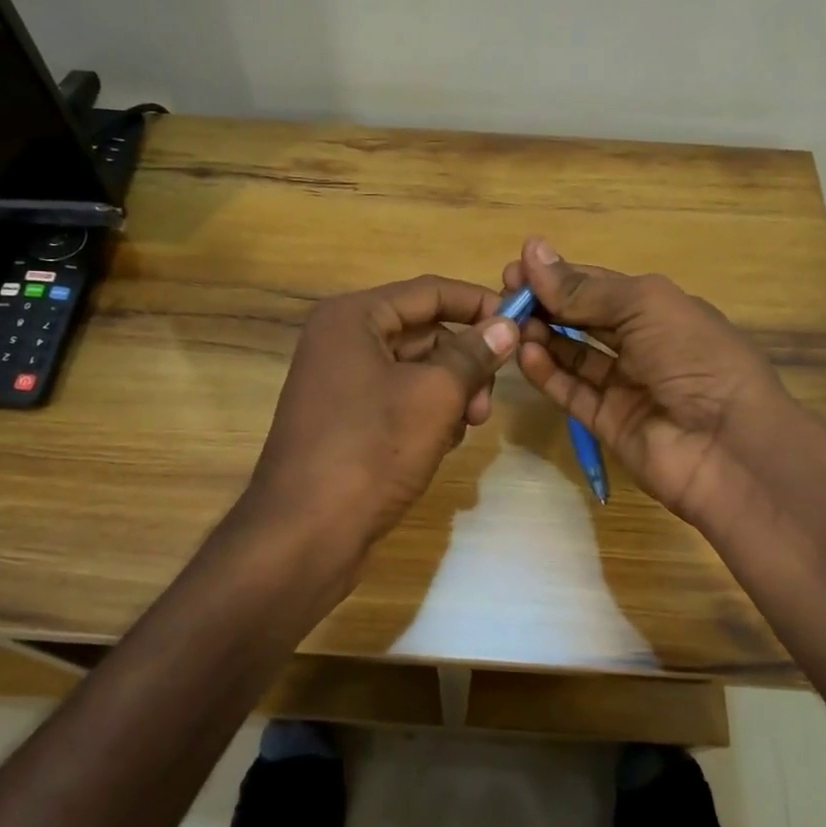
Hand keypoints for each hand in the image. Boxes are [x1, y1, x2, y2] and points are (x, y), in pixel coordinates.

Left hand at [244, 275, 519, 569]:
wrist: (304, 535)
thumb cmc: (371, 450)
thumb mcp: (434, 395)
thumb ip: (474, 354)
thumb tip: (506, 324)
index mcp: (353, 318)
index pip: (430, 291)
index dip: (478, 303)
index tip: (521, 324)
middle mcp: (341, 341)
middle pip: (423, 332)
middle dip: (464, 362)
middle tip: (488, 402)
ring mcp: (339, 383)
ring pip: (415, 370)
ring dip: (450, 393)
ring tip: (465, 428)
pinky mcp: (344, 420)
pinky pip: (398, 400)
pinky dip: (426, 415)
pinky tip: (440, 445)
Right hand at [506, 238, 798, 527]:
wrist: (729, 447)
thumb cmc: (694, 357)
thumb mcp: (644, 306)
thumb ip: (585, 288)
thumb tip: (532, 253)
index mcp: (660, 310)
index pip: (599, 286)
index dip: (560, 276)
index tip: (516, 268)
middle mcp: (642, 345)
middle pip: (583, 319)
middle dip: (545, 304)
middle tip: (504, 295)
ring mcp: (625, 387)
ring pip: (574, 356)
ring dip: (542, 337)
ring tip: (510, 325)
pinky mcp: (608, 424)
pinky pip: (572, 393)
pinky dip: (547, 374)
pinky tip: (524, 354)